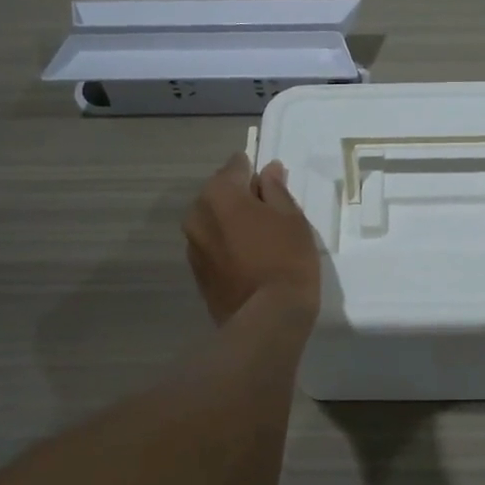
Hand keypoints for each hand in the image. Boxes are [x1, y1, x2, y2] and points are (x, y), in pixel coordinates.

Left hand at [183, 153, 321, 324]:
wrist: (267, 317)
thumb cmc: (286, 258)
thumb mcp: (292, 217)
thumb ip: (276, 189)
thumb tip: (268, 170)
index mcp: (219, 193)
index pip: (235, 166)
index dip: (255, 171)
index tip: (272, 182)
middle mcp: (197, 214)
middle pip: (220, 193)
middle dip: (241, 197)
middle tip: (270, 212)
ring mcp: (192, 245)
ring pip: (214, 221)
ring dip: (232, 222)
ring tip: (261, 238)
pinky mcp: (196, 272)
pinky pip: (212, 245)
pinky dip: (227, 245)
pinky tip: (249, 259)